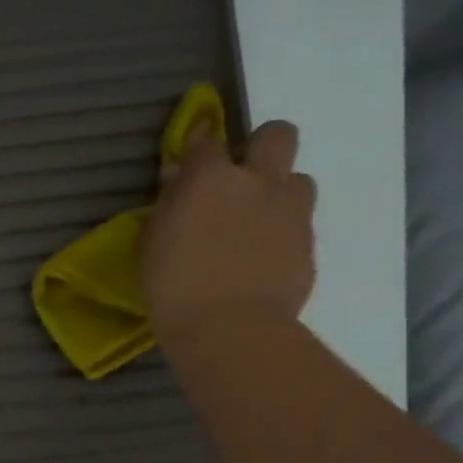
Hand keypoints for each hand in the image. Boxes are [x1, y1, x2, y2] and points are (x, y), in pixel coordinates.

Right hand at [141, 120, 317, 348]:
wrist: (230, 328)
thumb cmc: (173, 283)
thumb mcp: (153, 239)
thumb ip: (170, 202)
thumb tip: (179, 179)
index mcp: (211, 177)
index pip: (207, 138)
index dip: (199, 140)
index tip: (192, 149)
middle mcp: (258, 182)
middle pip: (277, 135)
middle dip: (260, 147)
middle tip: (240, 177)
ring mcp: (291, 211)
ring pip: (297, 179)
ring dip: (277, 191)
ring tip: (255, 221)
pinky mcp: (309, 243)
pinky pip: (299, 223)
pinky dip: (281, 232)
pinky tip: (261, 257)